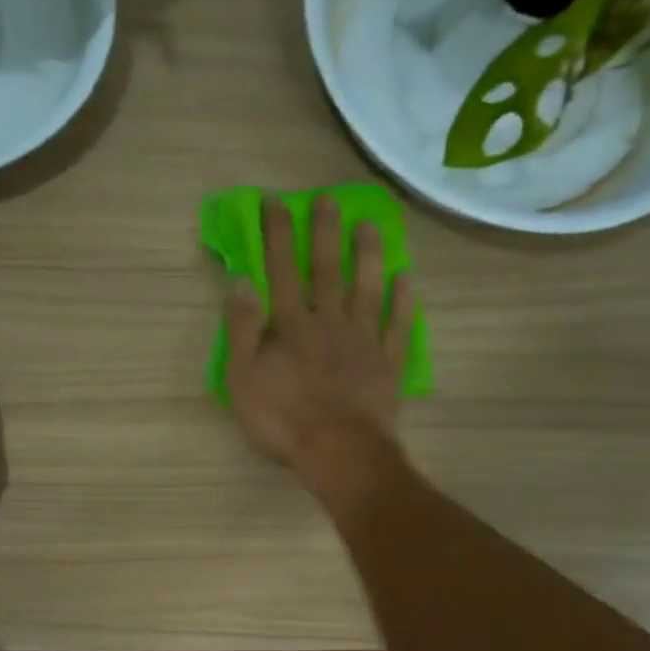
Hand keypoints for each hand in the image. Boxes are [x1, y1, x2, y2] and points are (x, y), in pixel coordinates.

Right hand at [224, 198, 412, 491]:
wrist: (339, 451)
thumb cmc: (282, 420)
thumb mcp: (243, 379)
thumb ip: (242, 329)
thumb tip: (242, 281)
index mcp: (291, 325)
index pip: (282, 269)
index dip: (278, 234)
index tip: (276, 201)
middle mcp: (329, 321)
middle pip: (328, 269)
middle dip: (325, 232)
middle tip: (328, 198)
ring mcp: (363, 340)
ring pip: (367, 288)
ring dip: (368, 255)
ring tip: (371, 225)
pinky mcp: (388, 363)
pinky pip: (398, 325)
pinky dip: (404, 301)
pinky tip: (407, 279)